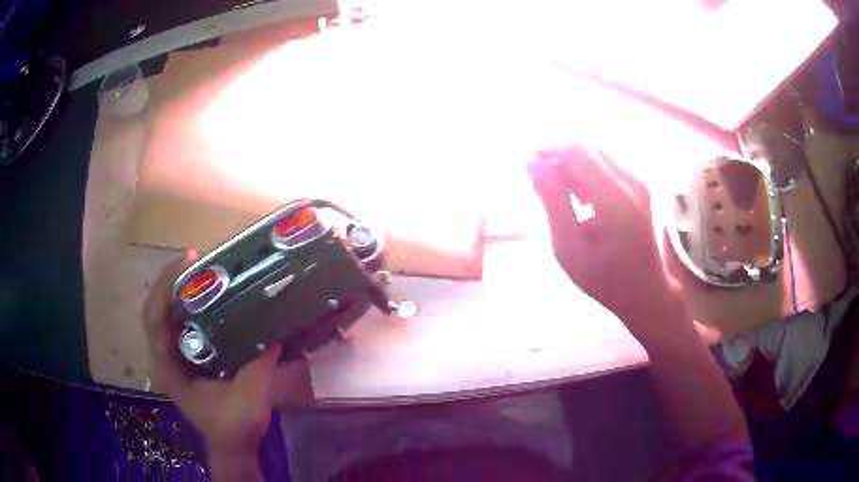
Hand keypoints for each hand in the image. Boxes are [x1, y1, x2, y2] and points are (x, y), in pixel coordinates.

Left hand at [142, 250, 281, 453]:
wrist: (232, 445)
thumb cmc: (234, 428)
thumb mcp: (249, 403)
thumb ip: (258, 369)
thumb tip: (274, 332)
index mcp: (171, 369)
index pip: (156, 322)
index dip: (165, 290)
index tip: (187, 263)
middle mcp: (168, 358)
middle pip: (158, 310)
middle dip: (172, 281)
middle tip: (197, 259)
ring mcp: (177, 357)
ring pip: (169, 314)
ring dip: (181, 289)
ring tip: (205, 271)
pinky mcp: (190, 357)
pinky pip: (184, 323)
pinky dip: (193, 304)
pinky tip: (213, 297)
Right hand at [528, 145, 687, 333]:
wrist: (646, 291)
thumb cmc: (604, 280)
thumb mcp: (569, 249)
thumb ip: (552, 202)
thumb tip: (532, 163)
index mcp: (615, 200)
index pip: (576, 151)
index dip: (547, 150)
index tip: (525, 166)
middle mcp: (631, 182)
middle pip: (586, 145)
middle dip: (557, 154)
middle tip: (538, 181)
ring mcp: (638, 181)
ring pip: (596, 150)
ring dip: (570, 162)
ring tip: (556, 191)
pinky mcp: (639, 184)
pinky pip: (606, 162)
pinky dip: (584, 169)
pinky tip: (577, 195)